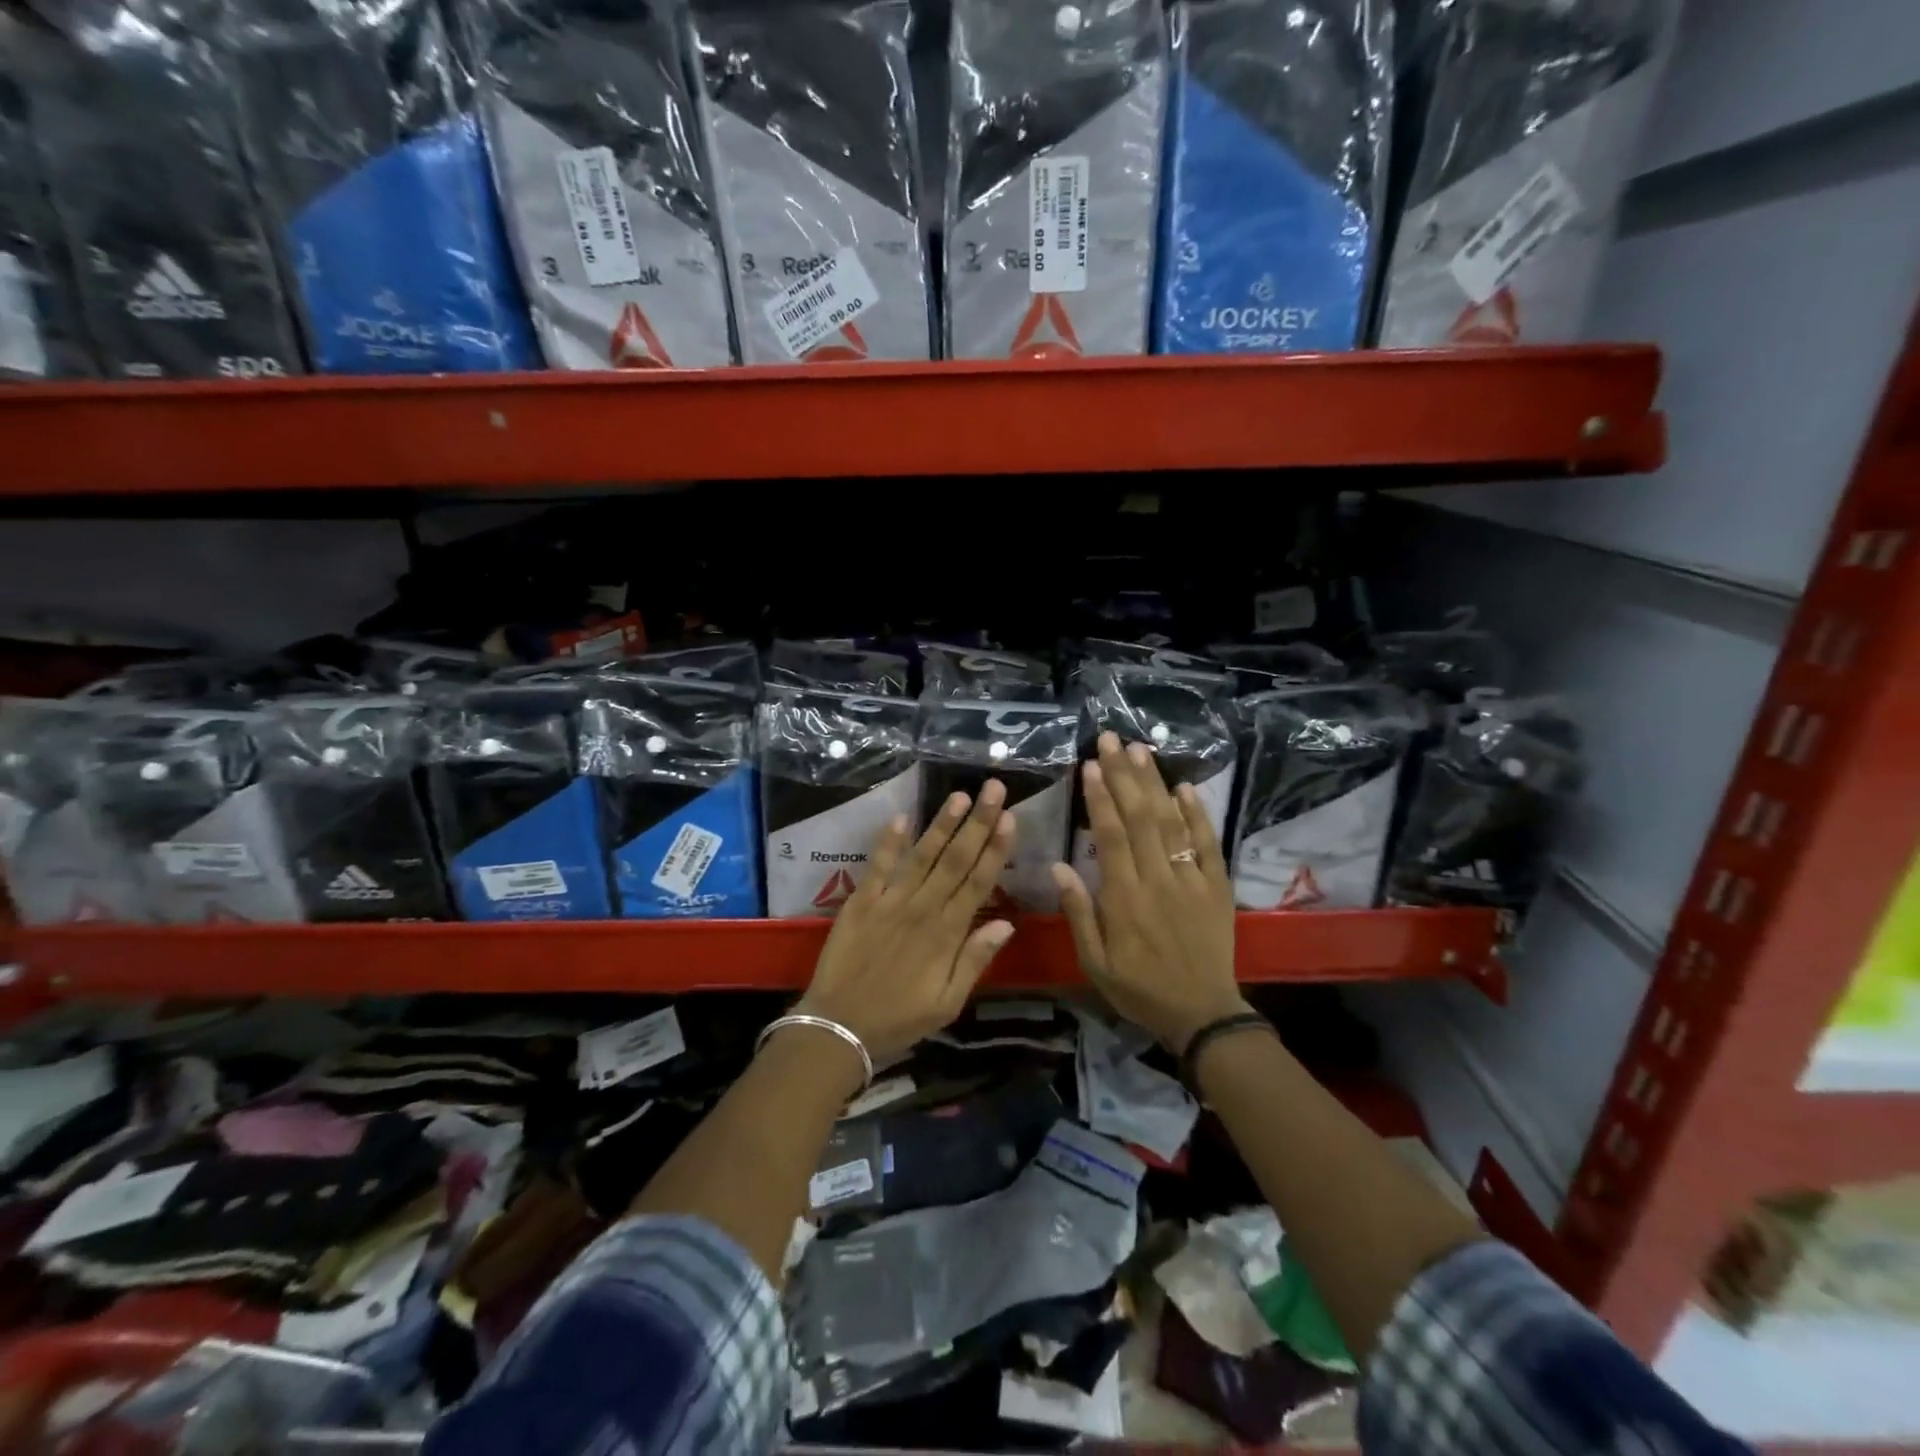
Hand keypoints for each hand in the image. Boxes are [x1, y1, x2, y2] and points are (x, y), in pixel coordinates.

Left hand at [797, 781, 1017, 1067]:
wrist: (839, 1026)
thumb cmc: (899, 1019)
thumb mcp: (948, 1003)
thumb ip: (976, 960)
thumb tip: (1007, 923)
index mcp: (947, 934)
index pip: (979, 882)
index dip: (996, 849)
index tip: (1010, 818)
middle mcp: (923, 909)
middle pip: (956, 859)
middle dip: (977, 822)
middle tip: (994, 789)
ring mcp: (890, 902)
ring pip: (922, 856)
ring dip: (941, 824)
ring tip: (959, 794)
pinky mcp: (861, 902)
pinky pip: (877, 866)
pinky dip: (888, 841)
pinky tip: (900, 816)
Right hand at [1052, 732, 1248, 1052]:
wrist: (1202, 1013)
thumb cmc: (1139, 988)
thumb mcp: (1095, 962)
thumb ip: (1078, 913)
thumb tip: (1058, 866)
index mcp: (1124, 899)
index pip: (1110, 837)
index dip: (1100, 799)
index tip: (1090, 766)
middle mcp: (1158, 880)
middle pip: (1140, 818)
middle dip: (1123, 776)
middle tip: (1110, 740)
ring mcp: (1191, 880)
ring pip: (1171, 823)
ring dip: (1155, 784)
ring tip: (1140, 750)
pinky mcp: (1216, 886)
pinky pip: (1207, 844)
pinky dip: (1197, 814)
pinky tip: (1184, 787)